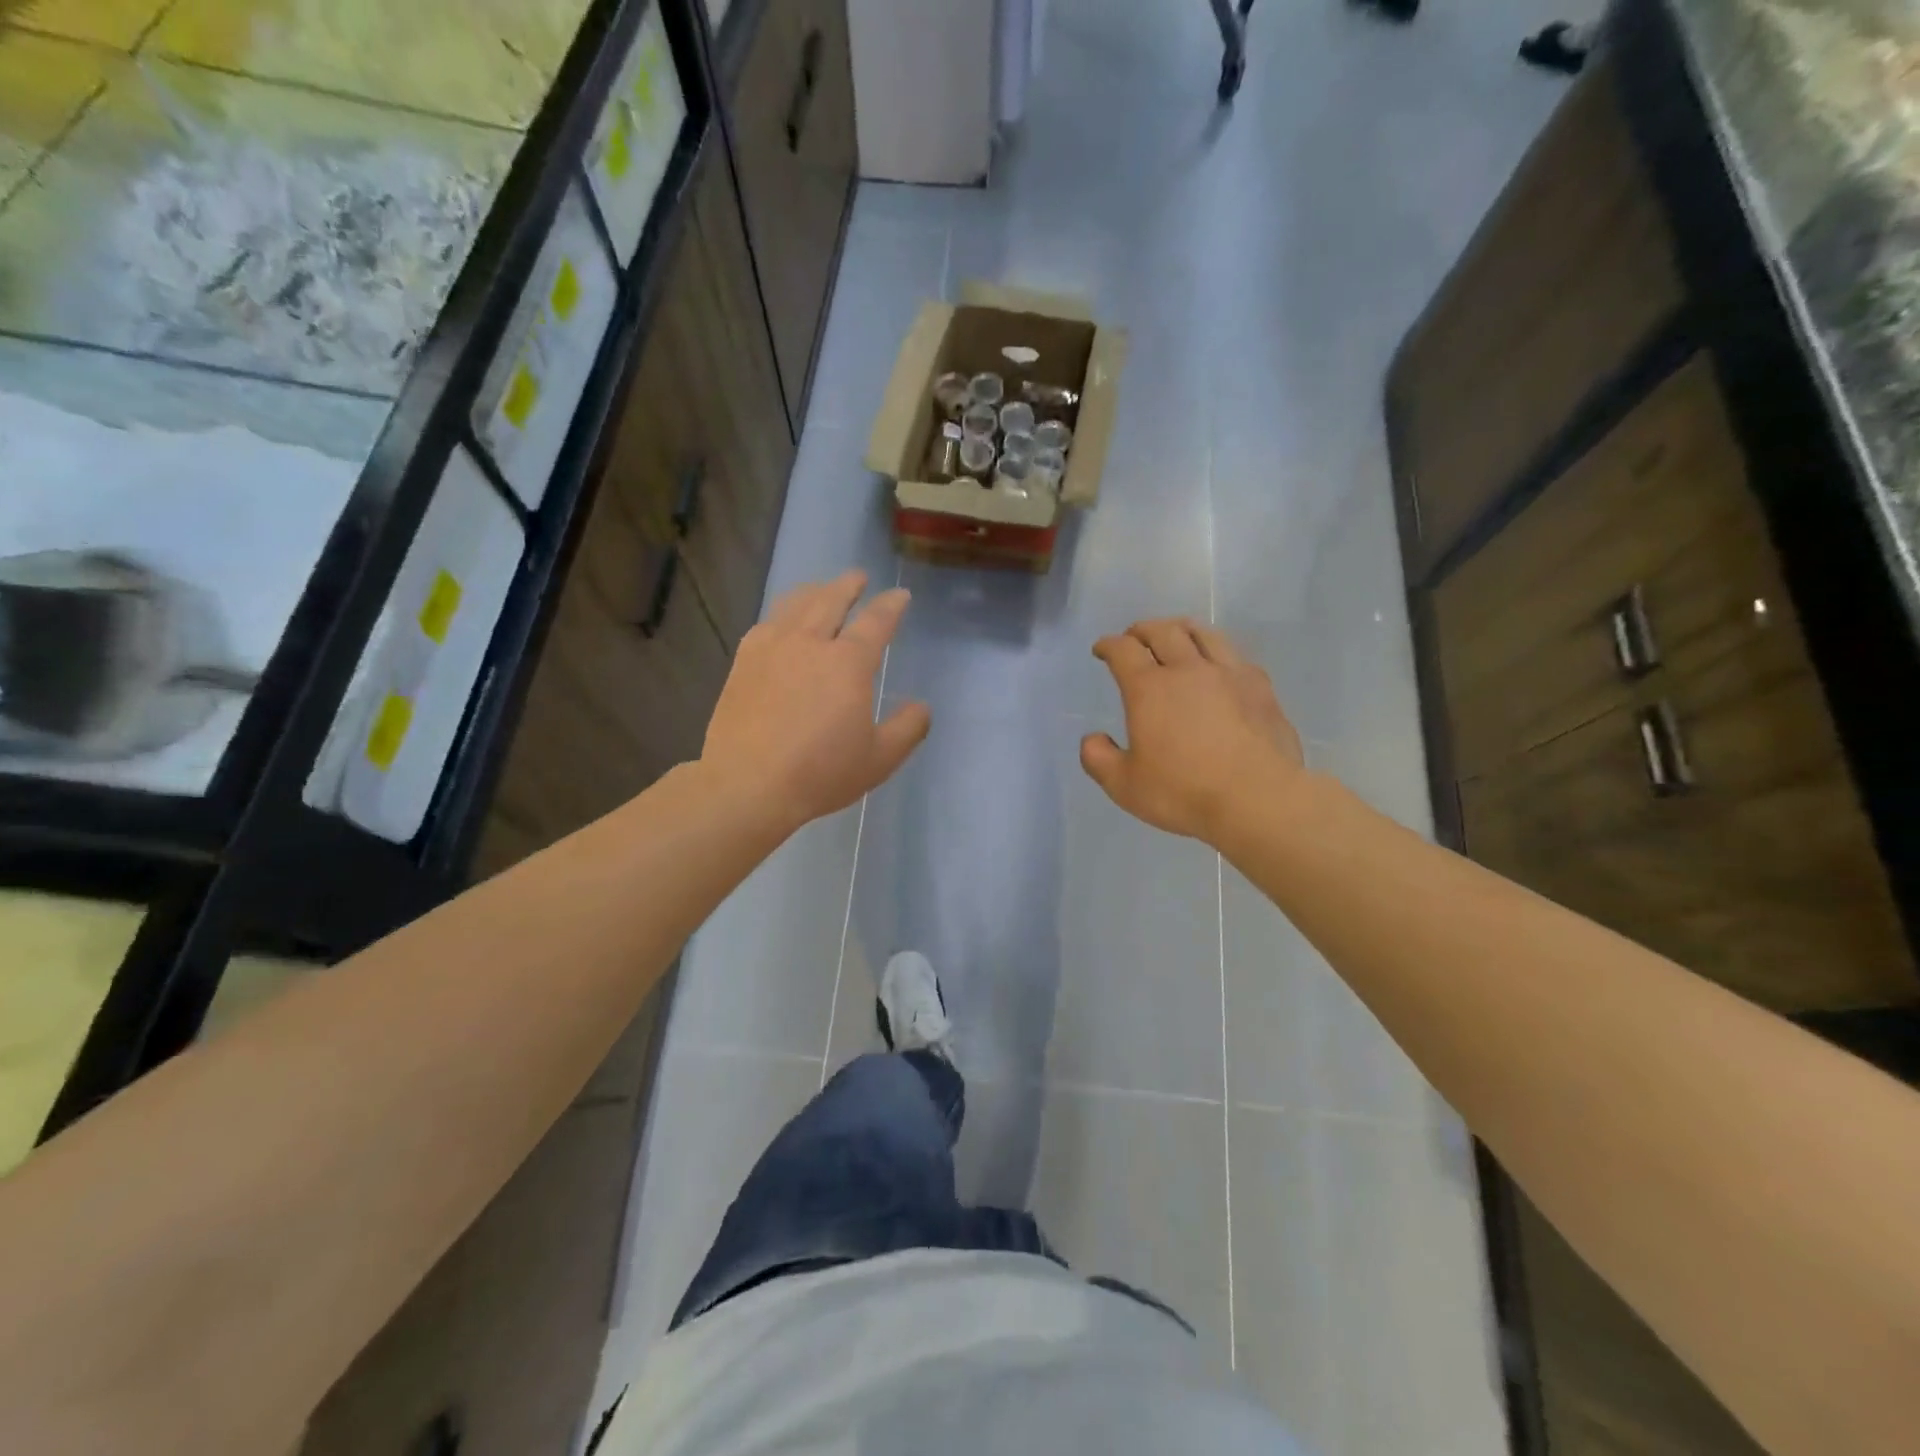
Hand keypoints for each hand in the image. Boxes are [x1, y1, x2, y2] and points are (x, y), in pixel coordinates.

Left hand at [702, 571, 930, 832]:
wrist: (748, 784)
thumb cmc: (821, 773)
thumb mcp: (879, 759)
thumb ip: (907, 728)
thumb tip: (922, 707)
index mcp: (848, 663)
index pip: (876, 621)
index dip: (891, 605)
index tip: (900, 596)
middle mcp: (810, 643)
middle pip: (832, 600)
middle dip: (849, 585)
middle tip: (858, 577)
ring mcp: (772, 648)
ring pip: (795, 604)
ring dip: (814, 592)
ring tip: (821, 589)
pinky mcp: (743, 662)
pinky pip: (766, 623)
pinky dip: (781, 614)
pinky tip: (781, 622)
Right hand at [1081, 619, 1304, 843]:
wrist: (1258, 798)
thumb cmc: (1184, 792)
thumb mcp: (1124, 786)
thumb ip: (1099, 759)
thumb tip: (1092, 739)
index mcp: (1149, 689)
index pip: (1123, 651)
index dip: (1109, 645)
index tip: (1102, 649)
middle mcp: (1188, 670)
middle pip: (1163, 631)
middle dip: (1143, 630)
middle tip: (1134, 636)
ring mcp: (1229, 674)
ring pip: (1203, 634)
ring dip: (1181, 629)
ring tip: (1176, 635)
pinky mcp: (1261, 687)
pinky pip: (1235, 655)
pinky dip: (1217, 650)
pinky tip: (1218, 664)